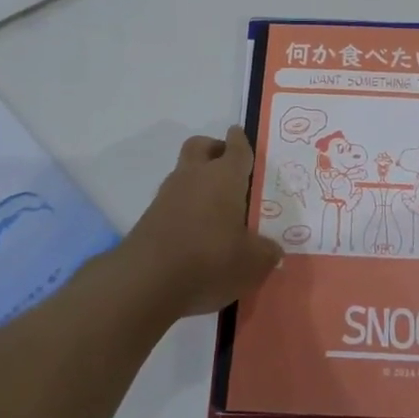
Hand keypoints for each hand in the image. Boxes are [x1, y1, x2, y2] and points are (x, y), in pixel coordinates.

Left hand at [123, 128, 281, 321]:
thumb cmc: (210, 258)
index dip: (240, 140)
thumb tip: (272, 250)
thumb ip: (266, 252)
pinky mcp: (149, 217)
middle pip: (200, 146)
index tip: (241, 136)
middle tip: (227, 166)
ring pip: (183, 173)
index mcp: (225, 175)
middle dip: (213, 149)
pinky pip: (172, 201)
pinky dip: (184, 208)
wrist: (146, 281)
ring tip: (214, 209)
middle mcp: (195, 176)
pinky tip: (195, 232)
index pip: (236, 147)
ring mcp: (167, 195)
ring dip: (197, 181)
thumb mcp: (252, 262)